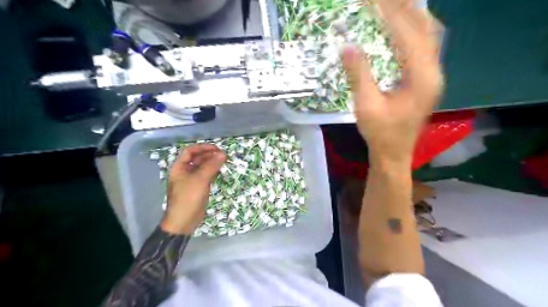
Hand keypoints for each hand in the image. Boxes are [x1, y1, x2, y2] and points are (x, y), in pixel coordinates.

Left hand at [160, 142, 225, 233]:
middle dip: (209, 155)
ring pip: (203, 167)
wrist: (184, 221)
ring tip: (224, 161)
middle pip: (197, 158)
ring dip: (213, 163)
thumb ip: (211, 166)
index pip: (190, 151)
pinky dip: (213, 172)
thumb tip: (223, 154)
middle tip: (223, 155)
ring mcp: (192, 180)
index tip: (216, 148)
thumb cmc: (188, 198)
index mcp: (179, 167)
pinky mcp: (199, 187)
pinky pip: (206, 176)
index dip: (203, 147)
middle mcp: (185, 172)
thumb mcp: (200, 180)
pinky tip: (221, 171)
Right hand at [342, 0, 443, 165]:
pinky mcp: (426, 79)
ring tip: (393, 3)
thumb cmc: (380, 134)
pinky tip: (402, 25)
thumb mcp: (366, 106)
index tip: (372, 0)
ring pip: (429, 34)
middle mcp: (434, 72)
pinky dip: (413, 29)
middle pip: (425, 28)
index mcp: (422, 78)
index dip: (390, 14)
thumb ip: (359, 75)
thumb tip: (347, 46)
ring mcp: (433, 75)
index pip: (408, 35)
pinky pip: (425, 45)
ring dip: (411, 15)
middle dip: (404, 8)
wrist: (394, 153)